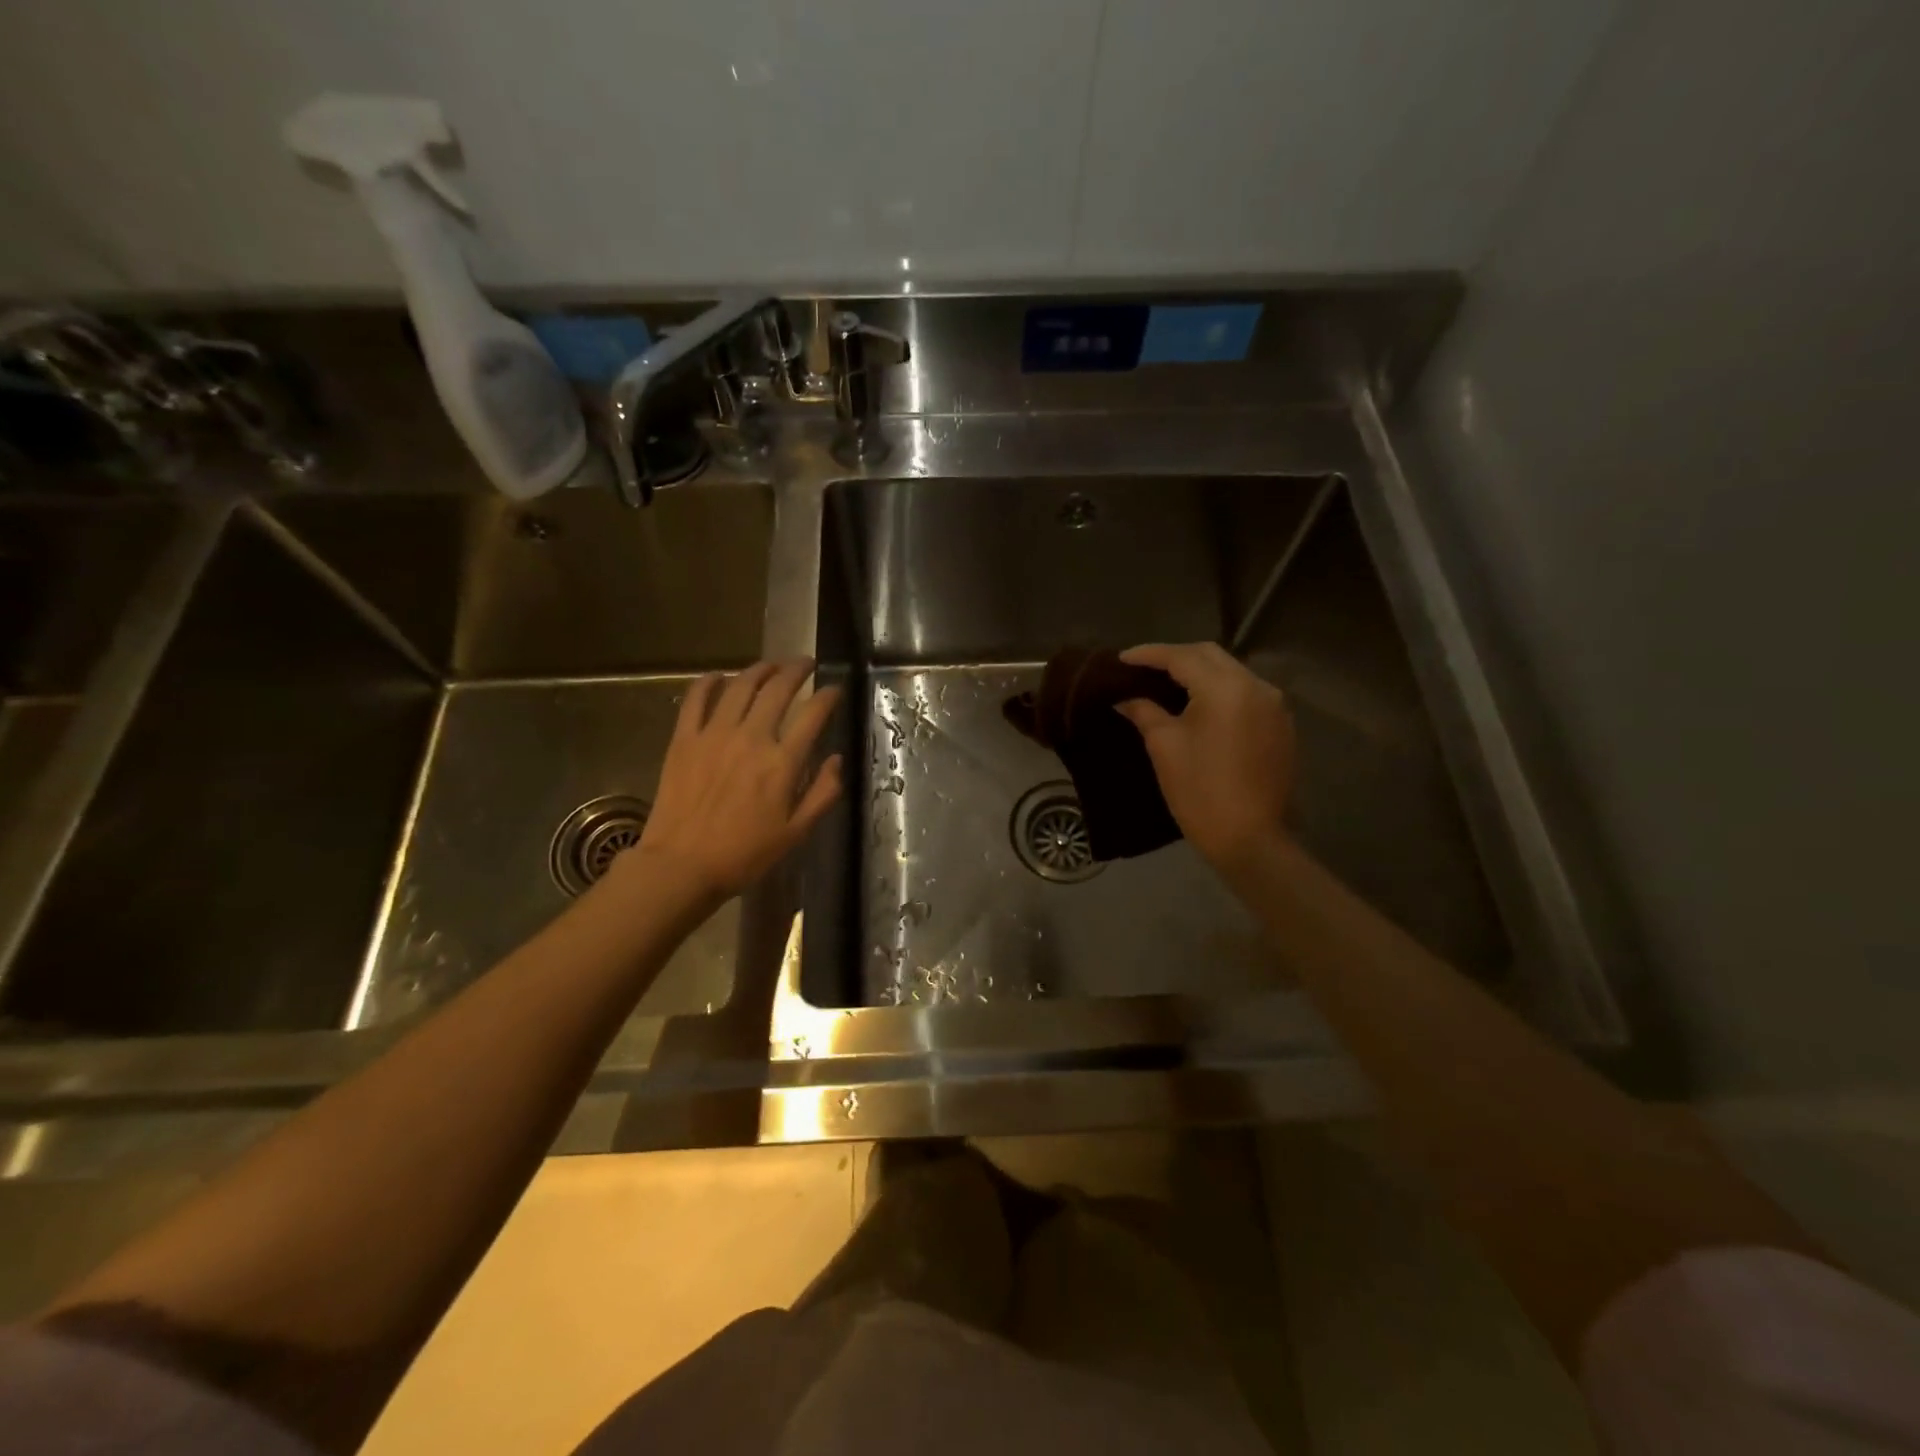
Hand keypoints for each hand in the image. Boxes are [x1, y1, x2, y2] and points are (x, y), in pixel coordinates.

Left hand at [620, 660, 842, 905]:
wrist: (681, 866)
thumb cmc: (744, 855)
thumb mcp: (796, 833)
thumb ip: (822, 793)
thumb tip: (836, 760)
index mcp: (782, 762)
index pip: (813, 714)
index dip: (828, 696)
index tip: (834, 689)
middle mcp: (751, 738)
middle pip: (778, 689)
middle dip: (796, 670)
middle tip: (804, 664)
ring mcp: (714, 734)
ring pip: (740, 685)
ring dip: (759, 669)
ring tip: (770, 666)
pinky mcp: (684, 739)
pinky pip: (696, 698)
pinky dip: (709, 681)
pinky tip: (719, 677)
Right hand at [1115, 642, 1295, 878]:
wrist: (1250, 839)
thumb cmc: (1200, 792)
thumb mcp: (1164, 746)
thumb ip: (1144, 711)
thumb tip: (1125, 697)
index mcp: (1225, 688)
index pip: (1181, 657)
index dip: (1148, 654)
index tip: (1121, 658)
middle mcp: (1256, 686)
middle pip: (1210, 656)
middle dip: (1175, 657)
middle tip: (1144, 668)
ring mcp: (1275, 705)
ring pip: (1231, 672)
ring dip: (1200, 673)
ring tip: (1168, 684)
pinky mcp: (1281, 725)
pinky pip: (1246, 694)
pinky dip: (1220, 691)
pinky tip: (1200, 705)